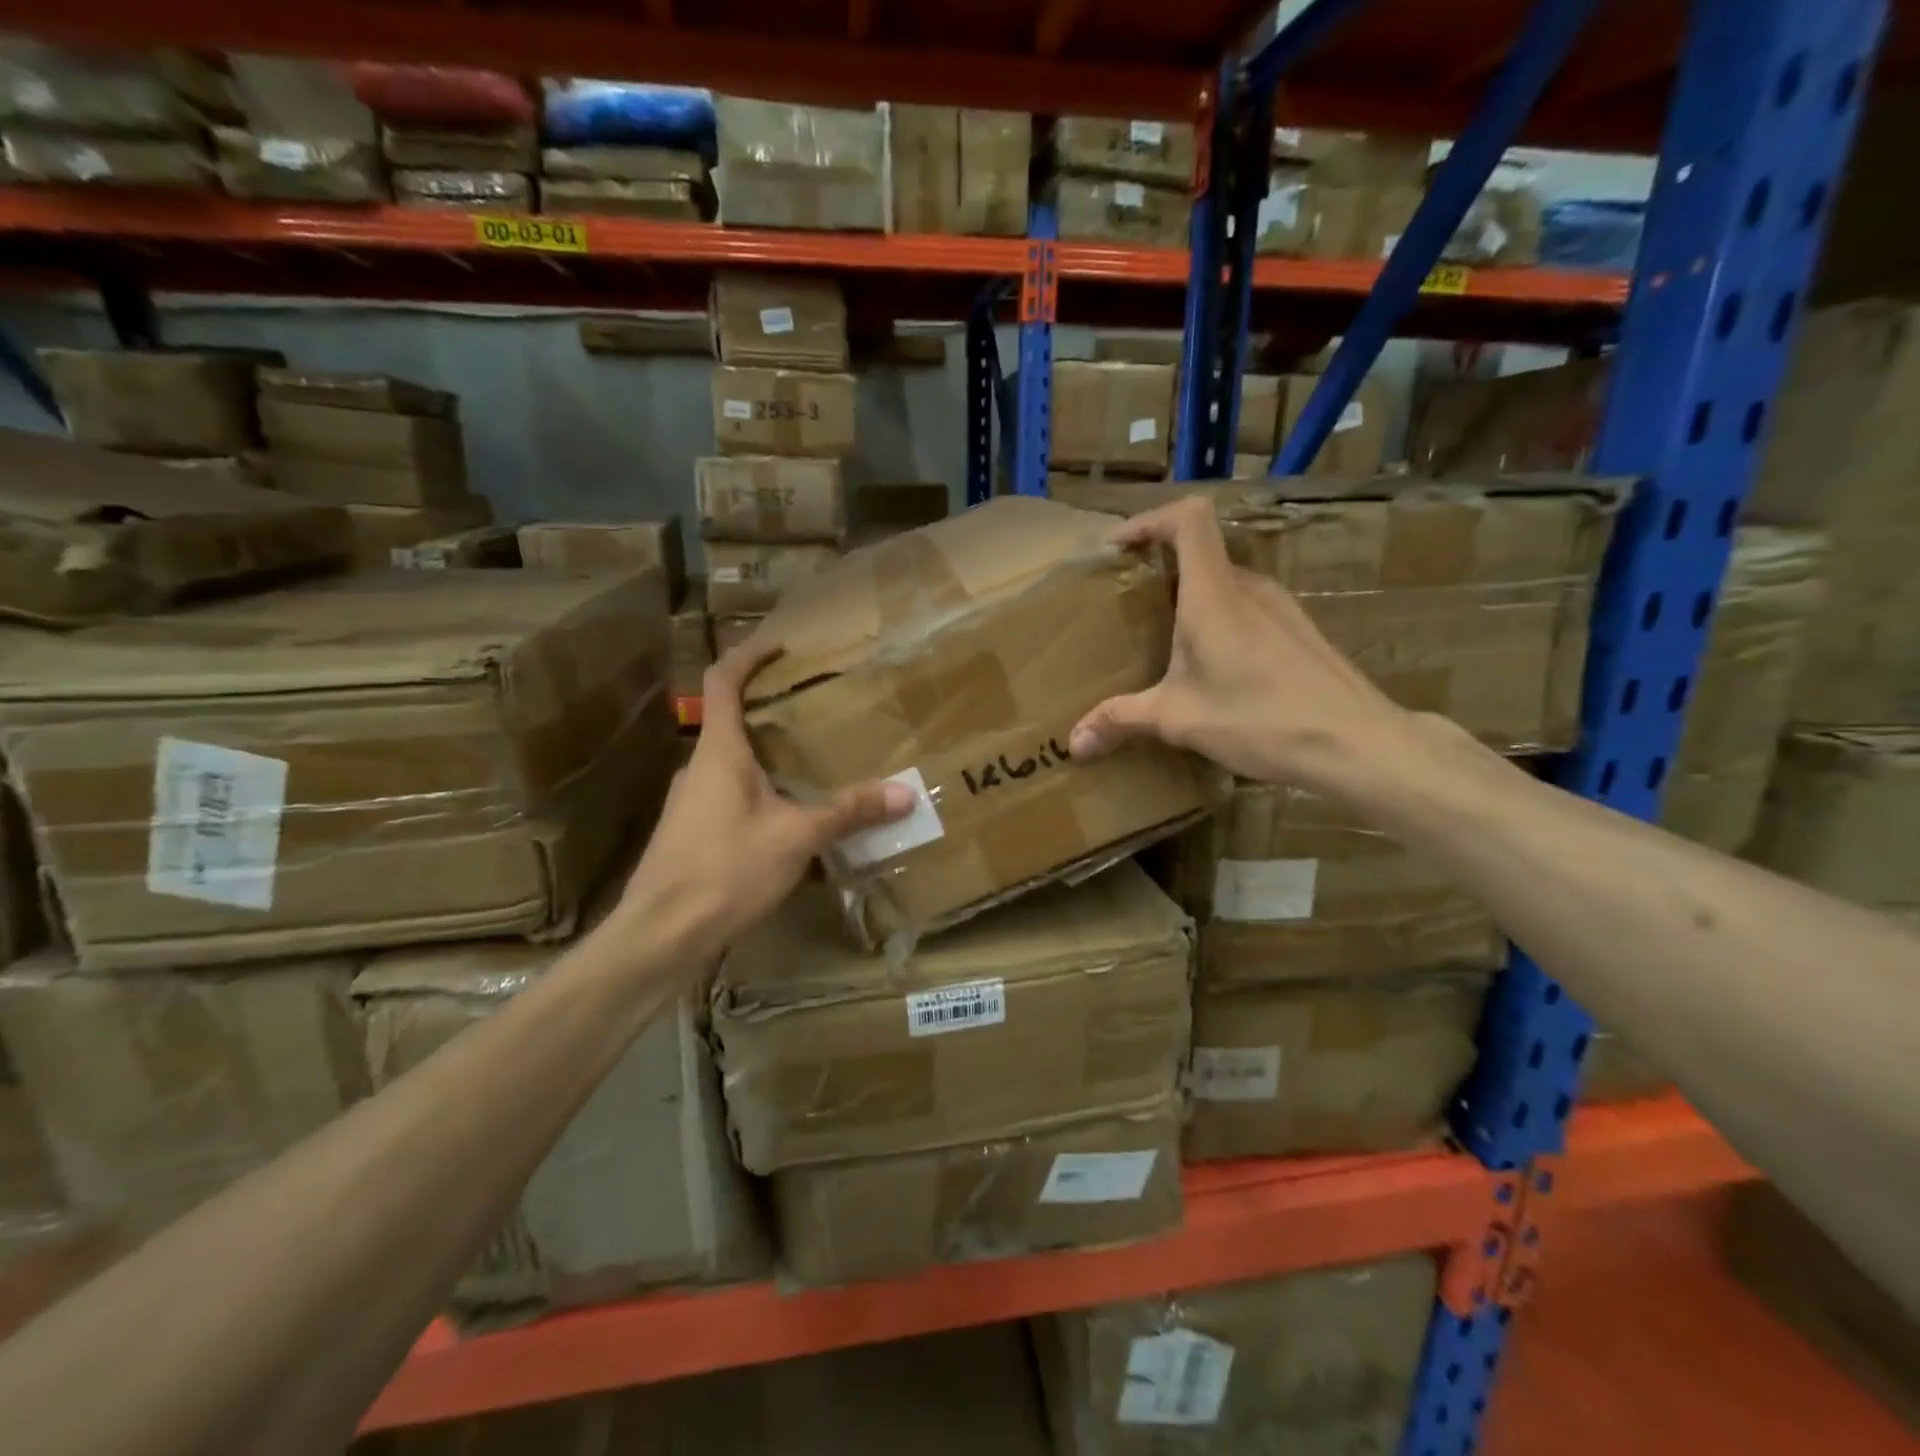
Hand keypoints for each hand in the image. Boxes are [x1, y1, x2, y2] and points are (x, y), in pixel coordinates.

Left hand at [614, 641, 913, 966]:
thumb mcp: (797, 837)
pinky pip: (729, 797)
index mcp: (719, 751)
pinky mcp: (690, 834)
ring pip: (732, 764)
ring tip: (811, 765)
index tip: (781, 646)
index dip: (748, 655)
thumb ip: (849, 811)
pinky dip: (760, 793)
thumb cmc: (726, 869)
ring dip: (767, 757)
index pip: (722, 681)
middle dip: (770, 711)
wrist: (661, 934)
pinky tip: (789, 820)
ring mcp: (690, 802)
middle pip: (731, 722)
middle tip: (815, 711)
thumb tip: (905, 793)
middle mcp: (699, 768)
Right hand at [1068, 495, 1415, 792]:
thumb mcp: (1179, 720)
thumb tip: (1073, 744)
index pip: (1188, 518)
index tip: (1117, 547)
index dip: (1149, 519)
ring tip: (1163, 638)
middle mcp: (1249, 587)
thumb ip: (1121, 721)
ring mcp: (1280, 607)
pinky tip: (1212, 667)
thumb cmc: (1261, 719)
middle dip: (1158, 567)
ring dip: (1189, 597)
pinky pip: (1247, 607)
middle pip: (1201, 551)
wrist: (1357, 742)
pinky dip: (1218, 619)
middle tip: (1126, 603)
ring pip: (1224, 582)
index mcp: (1214, 594)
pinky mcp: (1298, 630)